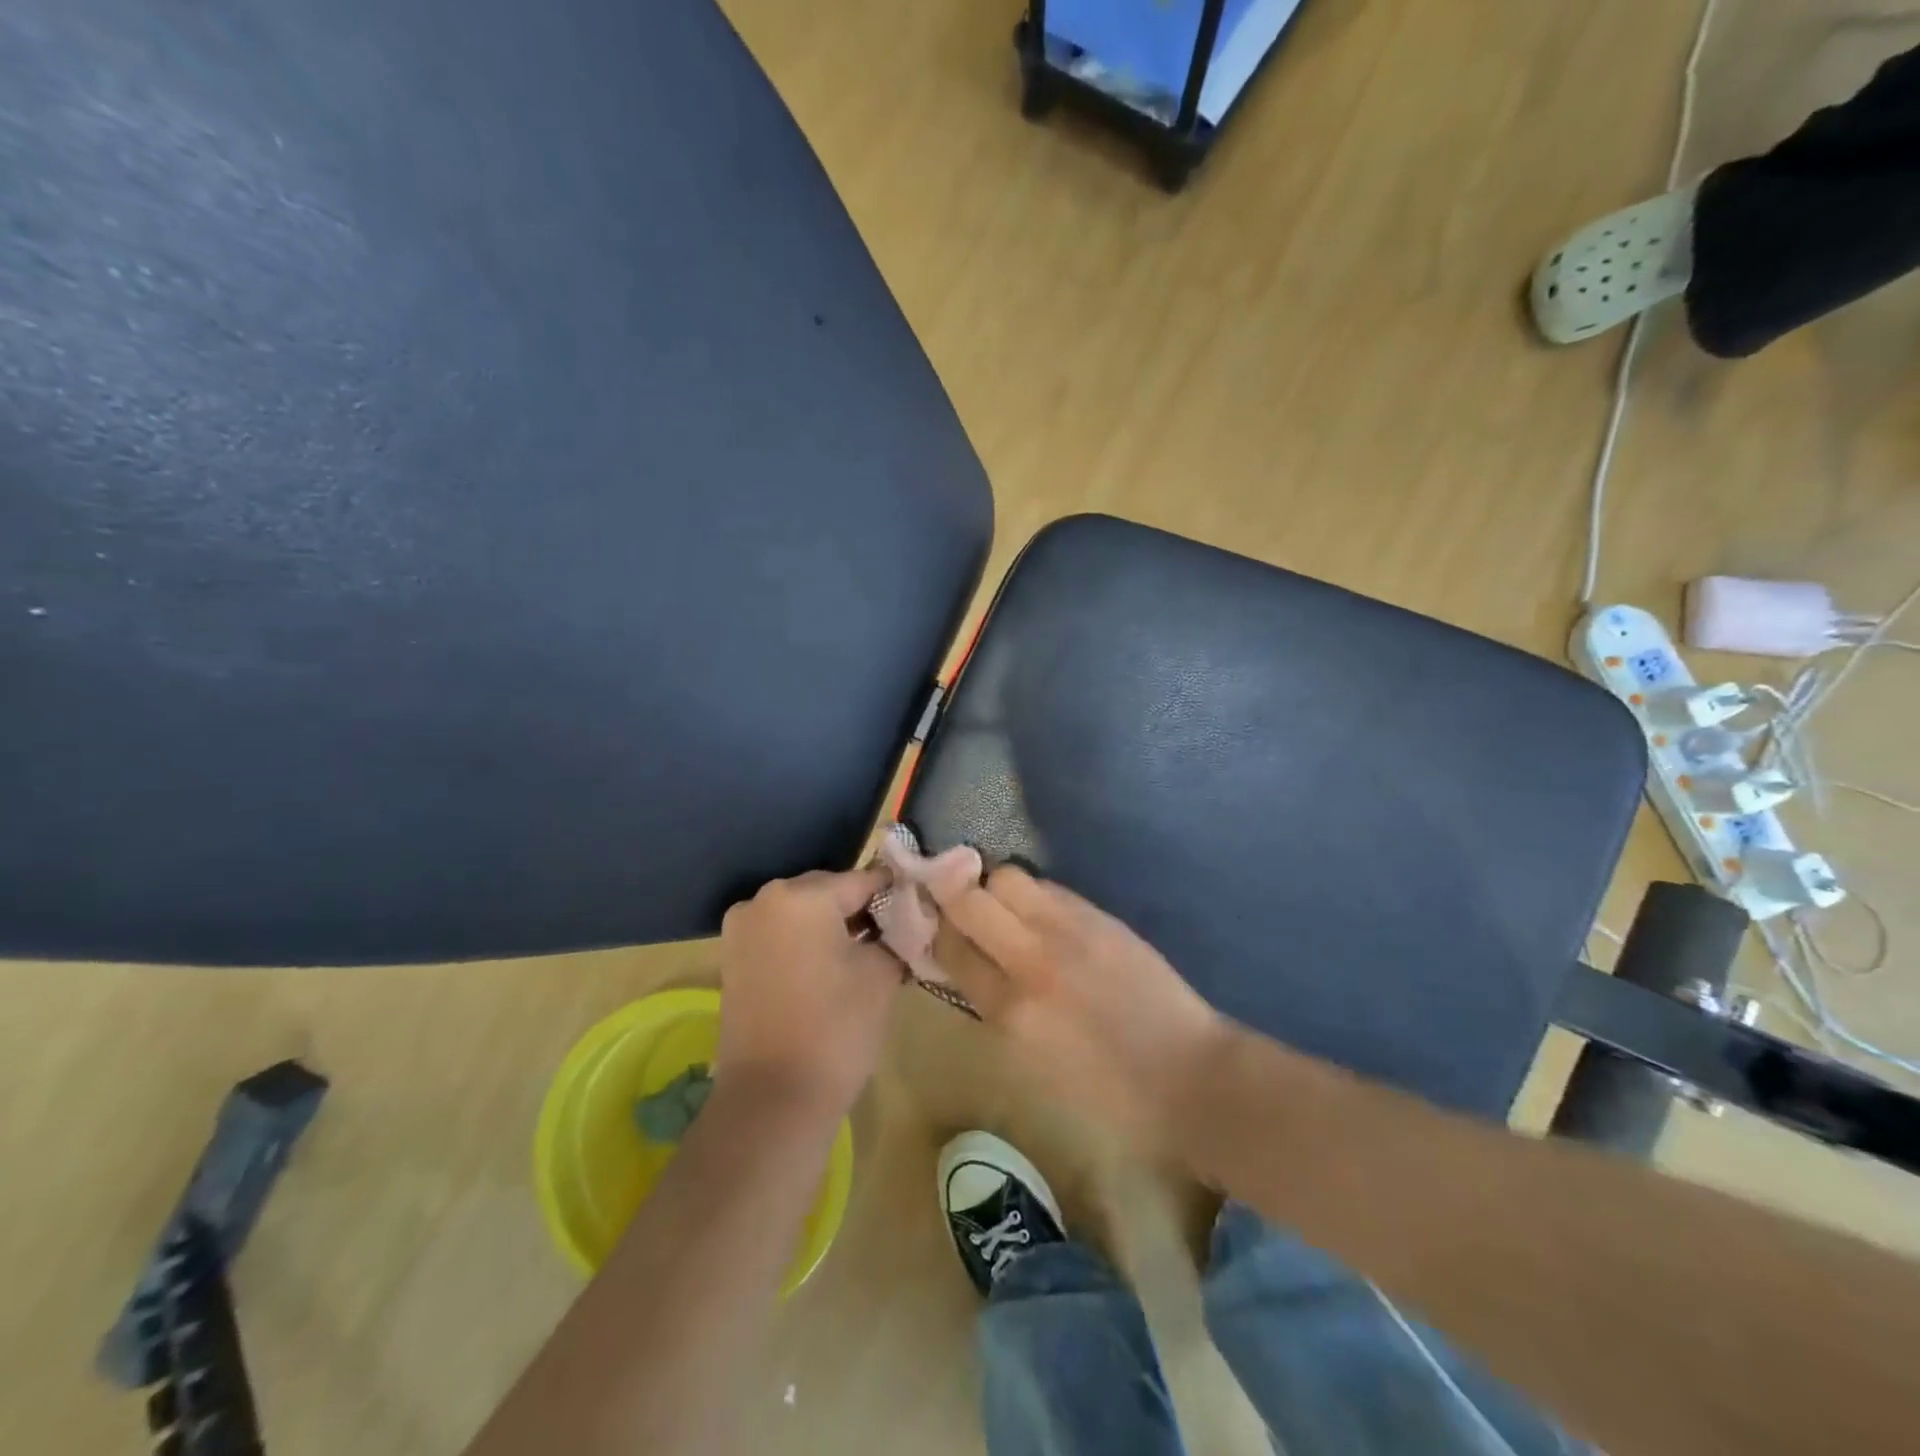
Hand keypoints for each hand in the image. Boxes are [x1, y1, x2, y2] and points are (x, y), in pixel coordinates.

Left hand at [716, 868, 904, 1118]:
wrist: (772, 1100)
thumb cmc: (835, 1029)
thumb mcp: (881, 974)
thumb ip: (894, 934)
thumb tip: (901, 922)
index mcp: (802, 895)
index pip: (863, 880)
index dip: (895, 894)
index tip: (919, 910)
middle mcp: (765, 899)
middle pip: (829, 891)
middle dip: (861, 909)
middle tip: (894, 937)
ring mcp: (742, 928)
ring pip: (803, 913)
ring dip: (833, 926)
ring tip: (865, 956)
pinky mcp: (733, 958)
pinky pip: (781, 934)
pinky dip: (806, 943)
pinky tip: (831, 970)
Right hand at [921, 854, 1228, 1151]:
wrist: (1187, 1079)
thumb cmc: (1108, 1096)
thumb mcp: (1032, 1066)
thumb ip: (996, 1011)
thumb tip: (974, 971)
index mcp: (1008, 1012)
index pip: (950, 949)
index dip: (936, 931)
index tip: (934, 924)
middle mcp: (1029, 961)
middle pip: (968, 900)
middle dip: (953, 894)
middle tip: (956, 899)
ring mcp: (1067, 932)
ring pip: (1007, 878)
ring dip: (994, 886)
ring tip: (1003, 904)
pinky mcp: (1099, 917)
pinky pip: (1050, 887)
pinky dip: (1035, 894)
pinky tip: (1042, 911)